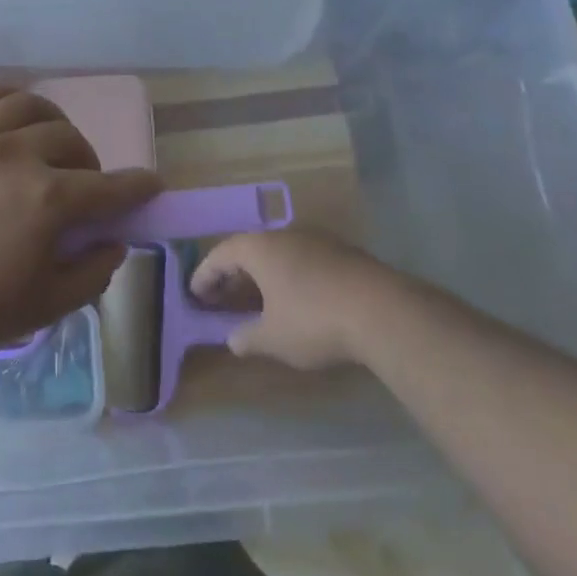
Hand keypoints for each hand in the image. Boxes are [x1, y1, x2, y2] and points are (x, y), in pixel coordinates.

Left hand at [0, 86, 161, 369]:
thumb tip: (113, 242)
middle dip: (90, 163)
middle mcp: (17, 157)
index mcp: (47, 201)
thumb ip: (92, 272)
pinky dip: (9, 100)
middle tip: (83, 188)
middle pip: (71, 141)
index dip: (137, 187)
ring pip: (31, 106)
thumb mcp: (46, 306)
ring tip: (49, 145)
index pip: (109, 187)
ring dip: (53, 123)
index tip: (152, 185)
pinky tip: (13, 119)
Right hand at [191, 230, 402, 369]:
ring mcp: (316, 240)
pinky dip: (288, 276)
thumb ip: (248, 338)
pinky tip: (295, 300)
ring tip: (257, 300)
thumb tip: (233, 340)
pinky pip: (302, 260)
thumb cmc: (314, 320)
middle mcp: (284, 235)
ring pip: (278, 253)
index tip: (194, 293)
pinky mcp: (342, 252)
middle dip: (233, 274)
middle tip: (221, 297)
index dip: (205, 274)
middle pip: (249, 249)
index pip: (221, 254)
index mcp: (259, 248)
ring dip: (262, 275)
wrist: (382, 310)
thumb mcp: (273, 339)